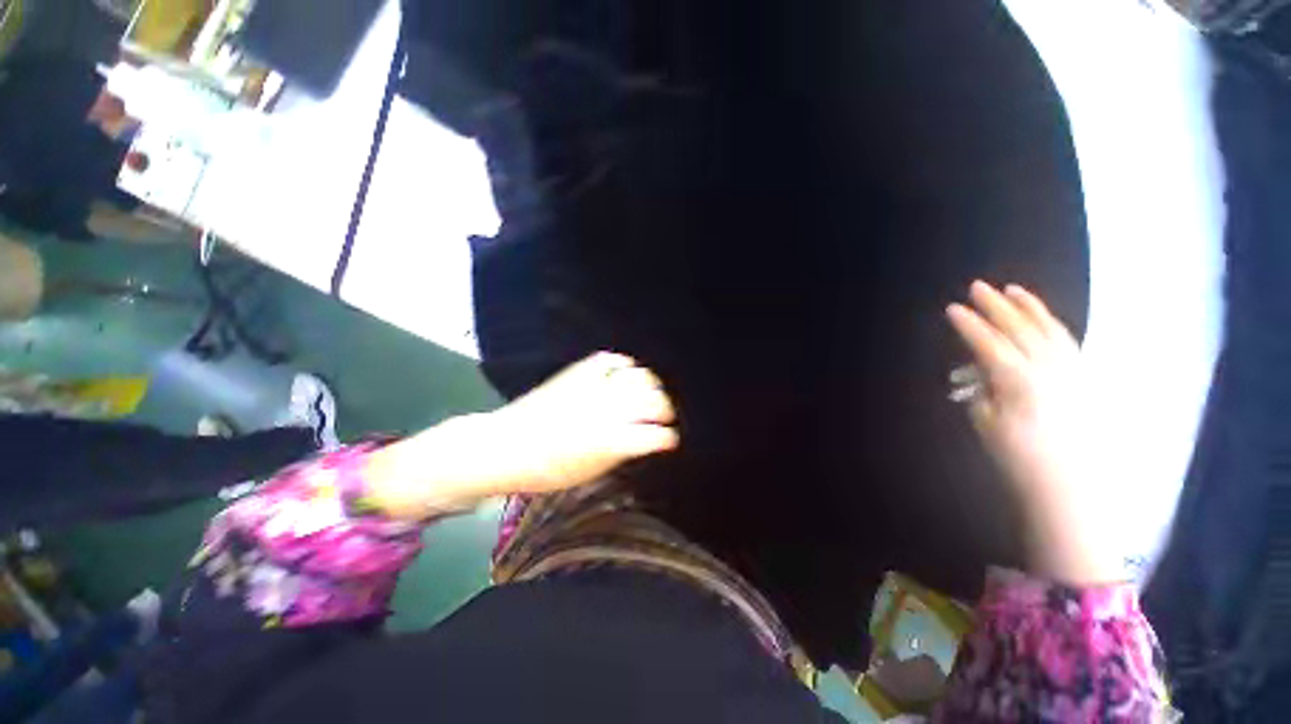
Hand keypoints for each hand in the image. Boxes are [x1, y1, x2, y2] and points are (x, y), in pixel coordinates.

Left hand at [367, 353, 678, 517]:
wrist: (505, 445)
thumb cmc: (546, 470)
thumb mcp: (591, 472)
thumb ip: (624, 451)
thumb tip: (647, 436)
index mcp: (612, 440)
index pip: (657, 434)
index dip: (669, 437)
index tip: (671, 439)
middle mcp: (609, 409)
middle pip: (655, 399)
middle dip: (666, 409)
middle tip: (664, 416)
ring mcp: (595, 386)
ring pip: (640, 376)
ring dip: (650, 386)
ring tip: (648, 394)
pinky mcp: (579, 371)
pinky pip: (613, 360)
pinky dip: (625, 366)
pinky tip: (626, 375)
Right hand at [947, 281, 1122, 584]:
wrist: (1068, 484)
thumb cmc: (1019, 457)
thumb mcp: (987, 422)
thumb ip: (983, 388)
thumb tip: (981, 369)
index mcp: (1019, 381)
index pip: (989, 343)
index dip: (968, 325)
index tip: (952, 309)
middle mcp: (1048, 369)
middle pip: (1019, 329)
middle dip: (996, 306)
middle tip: (978, 287)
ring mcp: (1070, 370)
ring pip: (1048, 329)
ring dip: (1028, 307)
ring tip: (1013, 290)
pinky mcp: (1083, 377)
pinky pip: (1067, 341)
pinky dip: (1051, 324)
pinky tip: (1042, 317)